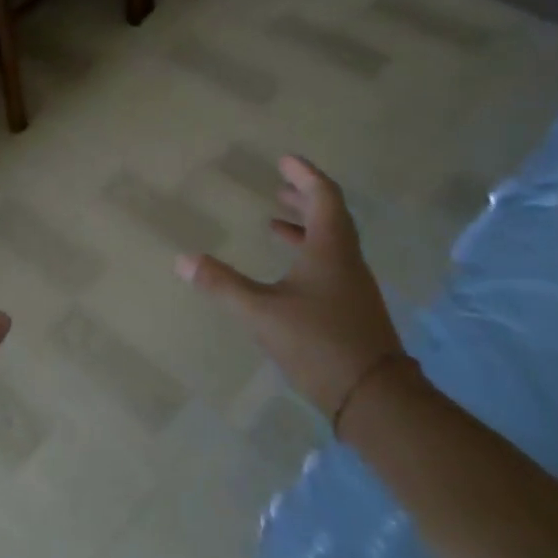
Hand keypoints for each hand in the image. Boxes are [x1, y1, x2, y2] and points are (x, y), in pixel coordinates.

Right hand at [177, 156, 405, 421]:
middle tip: (279, 186)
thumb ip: (222, 285)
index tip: (285, 160)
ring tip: (274, 224)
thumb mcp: (261, 312)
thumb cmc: (318, 343)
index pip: (324, 198)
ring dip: (304, 228)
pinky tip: (286, 274)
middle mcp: (346, 262)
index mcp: (330, 250)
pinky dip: (306, 255)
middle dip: (303, 198)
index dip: (304, 176)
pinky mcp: (351, 310)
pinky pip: (329, 266)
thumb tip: (183, 259)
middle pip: (330, 217)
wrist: (374, 397)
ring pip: (330, 243)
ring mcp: (352, 287)